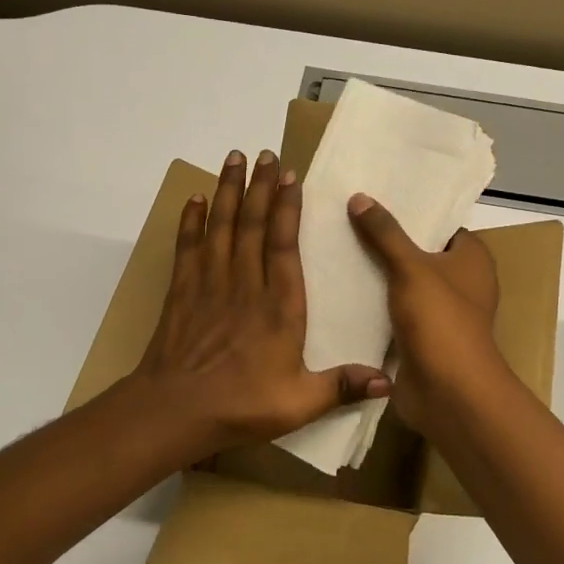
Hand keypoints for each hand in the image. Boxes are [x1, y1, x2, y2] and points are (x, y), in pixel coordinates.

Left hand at [126, 150, 390, 461]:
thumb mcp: (299, 403)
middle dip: (261, 186)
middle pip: (253, 224)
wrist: (173, 411)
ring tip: (233, 158)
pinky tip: (194, 199)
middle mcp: (245, 284)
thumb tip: (389, 381)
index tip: (291, 176)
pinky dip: (191, 220)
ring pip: (222, 226)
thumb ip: (341, 386)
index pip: (284, 244)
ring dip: (228, 190)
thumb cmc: (240, 405)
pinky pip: (188, 246)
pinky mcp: (182, 292)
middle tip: (265, 153)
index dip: (288, 207)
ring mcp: (210, 284)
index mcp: (278, 305)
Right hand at [346, 193, 507, 430]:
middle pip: (419, 252)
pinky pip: (393, 311)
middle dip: (386, 240)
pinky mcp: (421, 338)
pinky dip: (373, 303)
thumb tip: (359, 197)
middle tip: (345, 219)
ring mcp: (441, 312)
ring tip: (335, 247)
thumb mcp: (410, 267)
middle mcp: (461, 282)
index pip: (440, 224)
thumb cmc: (440, 320)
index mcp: (472, 258)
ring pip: (404, 283)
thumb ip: (385, 233)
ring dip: (377, 273)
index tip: (373, 196)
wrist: (448, 392)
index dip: (411, 211)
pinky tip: (339, 288)